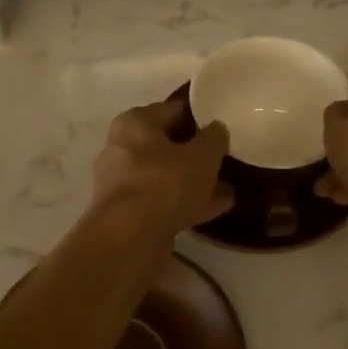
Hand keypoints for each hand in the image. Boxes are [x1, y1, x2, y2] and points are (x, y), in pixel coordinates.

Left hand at [90, 100, 234, 240]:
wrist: (129, 238)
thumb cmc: (165, 183)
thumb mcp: (202, 156)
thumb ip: (213, 138)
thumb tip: (216, 129)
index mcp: (133, 123)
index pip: (171, 111)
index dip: (198, 118)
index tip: (220, 128)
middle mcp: (120, 148)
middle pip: (166, 146)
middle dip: (195, 155)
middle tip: (223, 160)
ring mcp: (120, 183)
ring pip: (165, 177)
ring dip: (193, 183)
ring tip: (227, 189)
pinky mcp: (125, 213)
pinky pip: (162, 201)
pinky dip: (185, 203)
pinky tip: (215, 209)